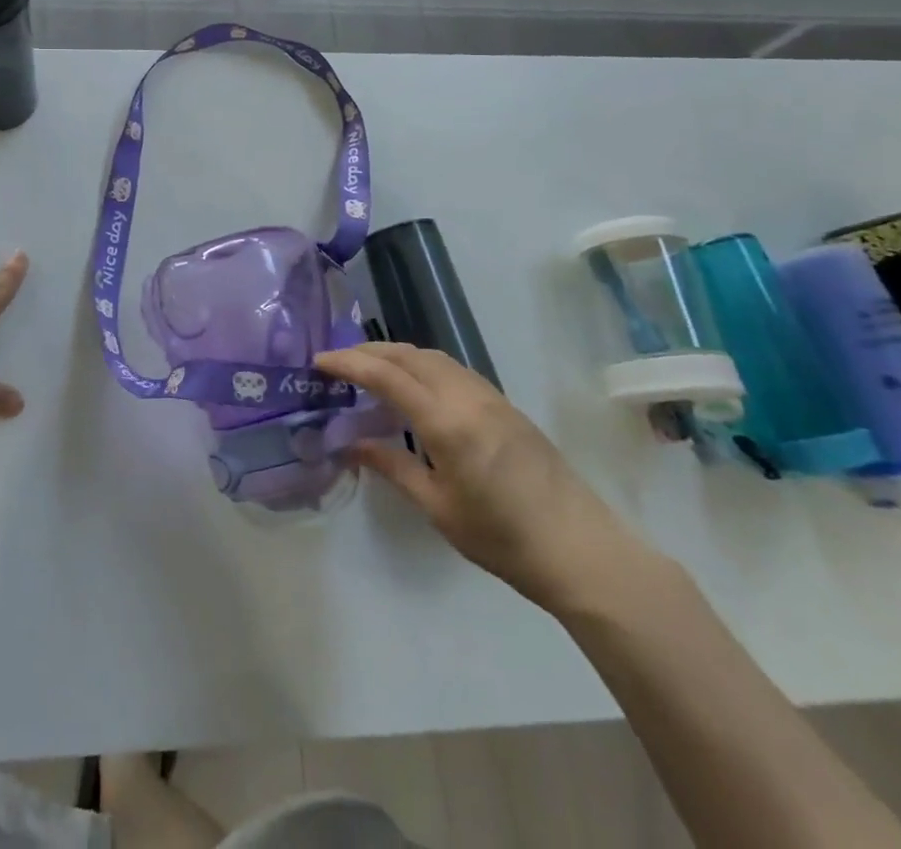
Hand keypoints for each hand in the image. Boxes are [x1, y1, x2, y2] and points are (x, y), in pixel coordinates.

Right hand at [316, 343, 655, 613]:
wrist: (581, 549)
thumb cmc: (502, 538)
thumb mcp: (438, 507)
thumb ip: (392, 467)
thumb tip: (351, 443)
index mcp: (446, 421)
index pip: (387, 375)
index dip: (349, 362)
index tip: (319, 360)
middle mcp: (466, 396)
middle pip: (410, 355)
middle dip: (369, 351)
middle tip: (338, 361)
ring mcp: (490, 396)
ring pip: (433, 357)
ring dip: (397, 354)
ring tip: (370, 368)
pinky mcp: (505, 405)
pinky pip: (453, 369)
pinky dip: (423, 365)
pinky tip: (415, 386)